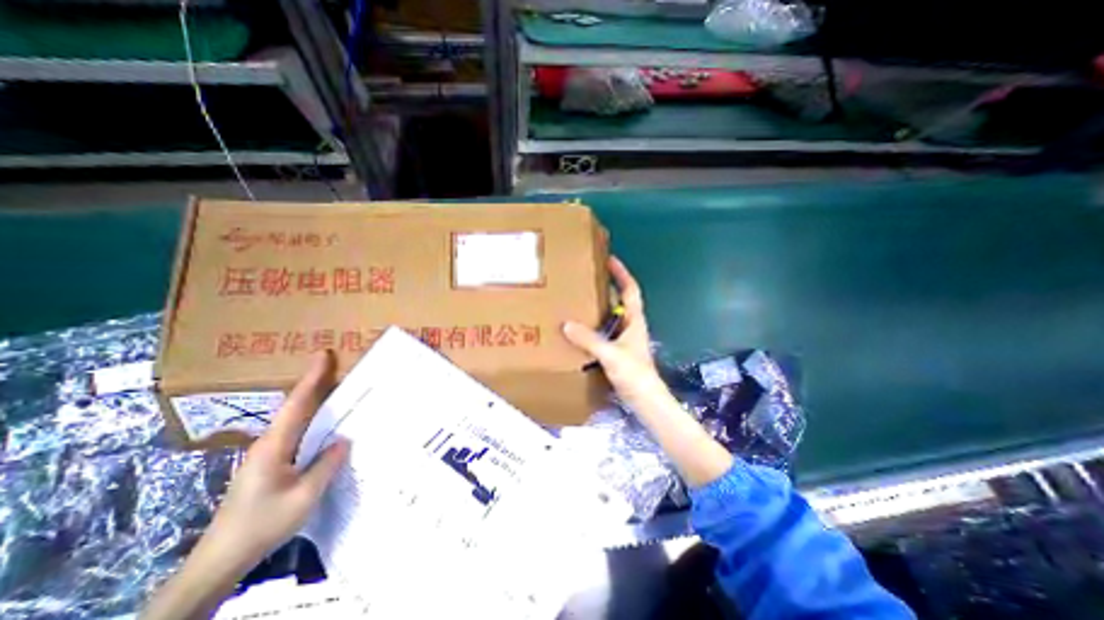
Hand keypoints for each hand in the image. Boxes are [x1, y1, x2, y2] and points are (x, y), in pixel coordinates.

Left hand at [202, 348, 348, 571]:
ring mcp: (267, 454)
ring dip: (315, 400)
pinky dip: (313, 420)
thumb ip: (326, 465)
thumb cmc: (263, 524)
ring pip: (295, 419)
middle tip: (337, 365)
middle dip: (315, 383)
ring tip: (337, 388)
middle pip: (295, 406)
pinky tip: (326, 425)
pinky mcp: (270, 465)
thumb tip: (344, 439)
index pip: (297, 404)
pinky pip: (296, 434)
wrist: (221, 559)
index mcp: (275, 446)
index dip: (312, 378)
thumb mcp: (304, 496)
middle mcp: (269, 443)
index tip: (324, 354)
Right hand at [563, 256, 666, 410]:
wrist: (645, 400)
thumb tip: (567, 324)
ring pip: (610, 316)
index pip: (630, 290)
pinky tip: (579, 329)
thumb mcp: (611, 354)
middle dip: (607, 287)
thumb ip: (589, 339)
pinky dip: (593, 326)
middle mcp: (630, 326)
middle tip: (587, 279)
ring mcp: (624, 339)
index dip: (621, 273)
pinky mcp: (617, 351)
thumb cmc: (634, 374)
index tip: (609, 259)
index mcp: (634, 320)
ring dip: (598, 307)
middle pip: (620, 300)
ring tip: (579, 300)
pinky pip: (604, 332)